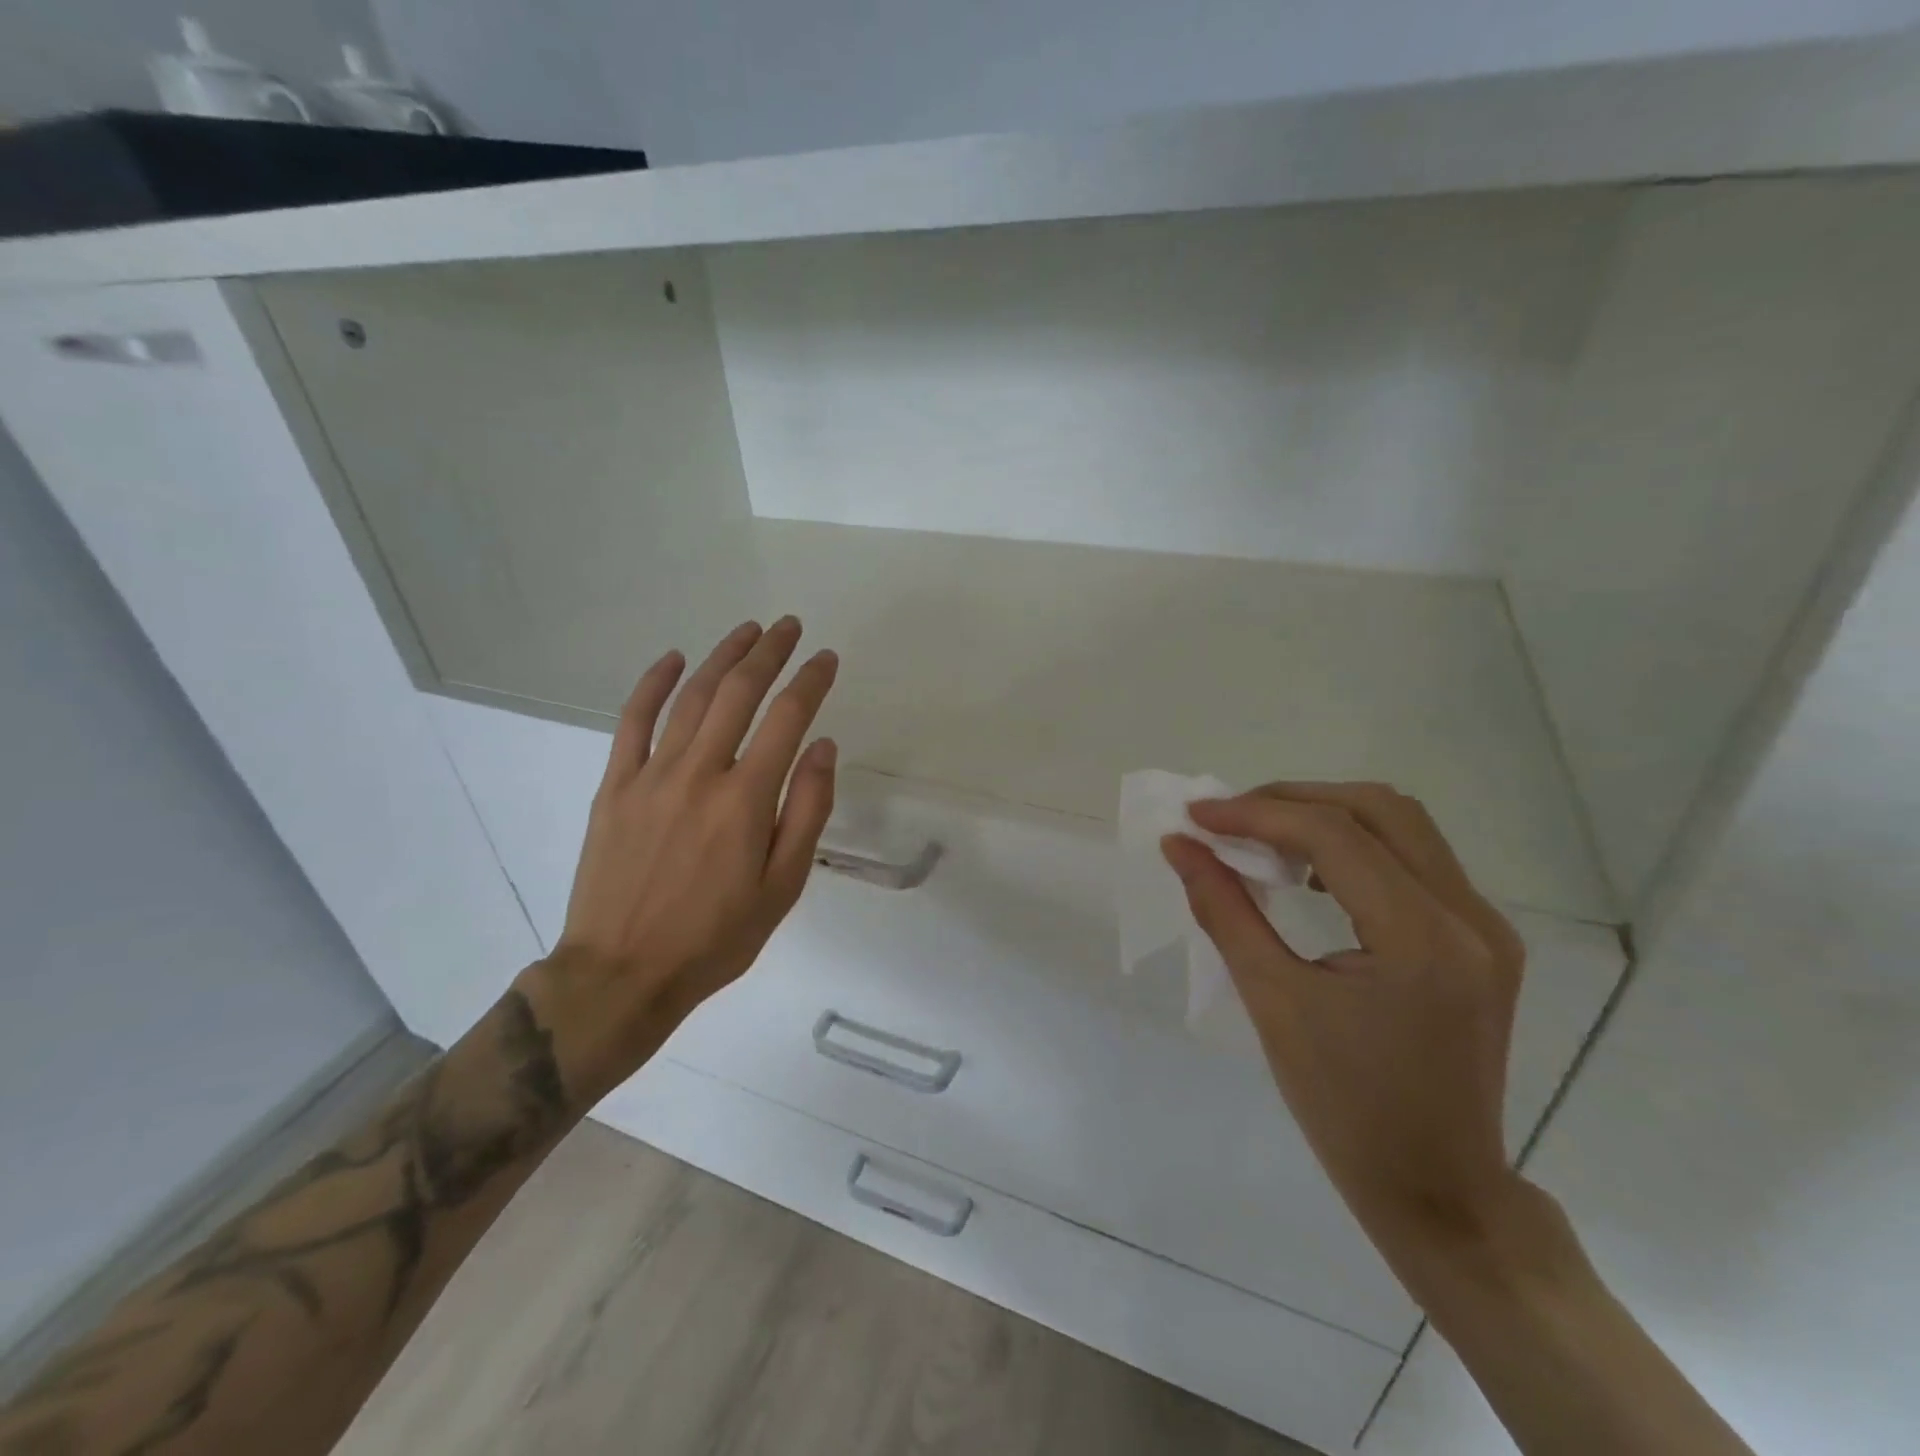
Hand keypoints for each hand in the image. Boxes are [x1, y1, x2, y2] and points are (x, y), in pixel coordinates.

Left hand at [525, 617, 839, 1103]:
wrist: (622, 974)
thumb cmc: (715, 937)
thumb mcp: (782, 887)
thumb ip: (806, 811)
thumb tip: (821, 746)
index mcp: (745, 799)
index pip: (788, 718)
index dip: (811, 681)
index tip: (827, 659)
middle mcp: (700, 773)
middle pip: (739, 693)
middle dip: (770, 653)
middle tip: (790, 627)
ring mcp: (651, 775)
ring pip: (691, 697)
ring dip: (723, 657)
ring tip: (747, 631)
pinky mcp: (615, 786)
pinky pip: (633, 721)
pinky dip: (653, 684)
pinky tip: (673, 659)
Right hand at [1161, 783, 1529, 1251]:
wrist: (1438, 1190)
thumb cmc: (1345, 1107)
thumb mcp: (1272, 1002)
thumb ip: (1224, 910)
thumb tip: (1179, 847)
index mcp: (1421, 939)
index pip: (1332, 836)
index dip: (1255, 813)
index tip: (1196, 816)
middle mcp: (1469, 918)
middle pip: (1379, 809)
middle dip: (1293, 800)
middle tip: (1229, 819)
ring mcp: (1487, 928)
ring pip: (1403, 826)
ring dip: (1327, 817)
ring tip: (1263, 840)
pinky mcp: (1483, 941)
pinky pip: (1418, 861)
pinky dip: (1358, 847)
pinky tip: (1315, 876)